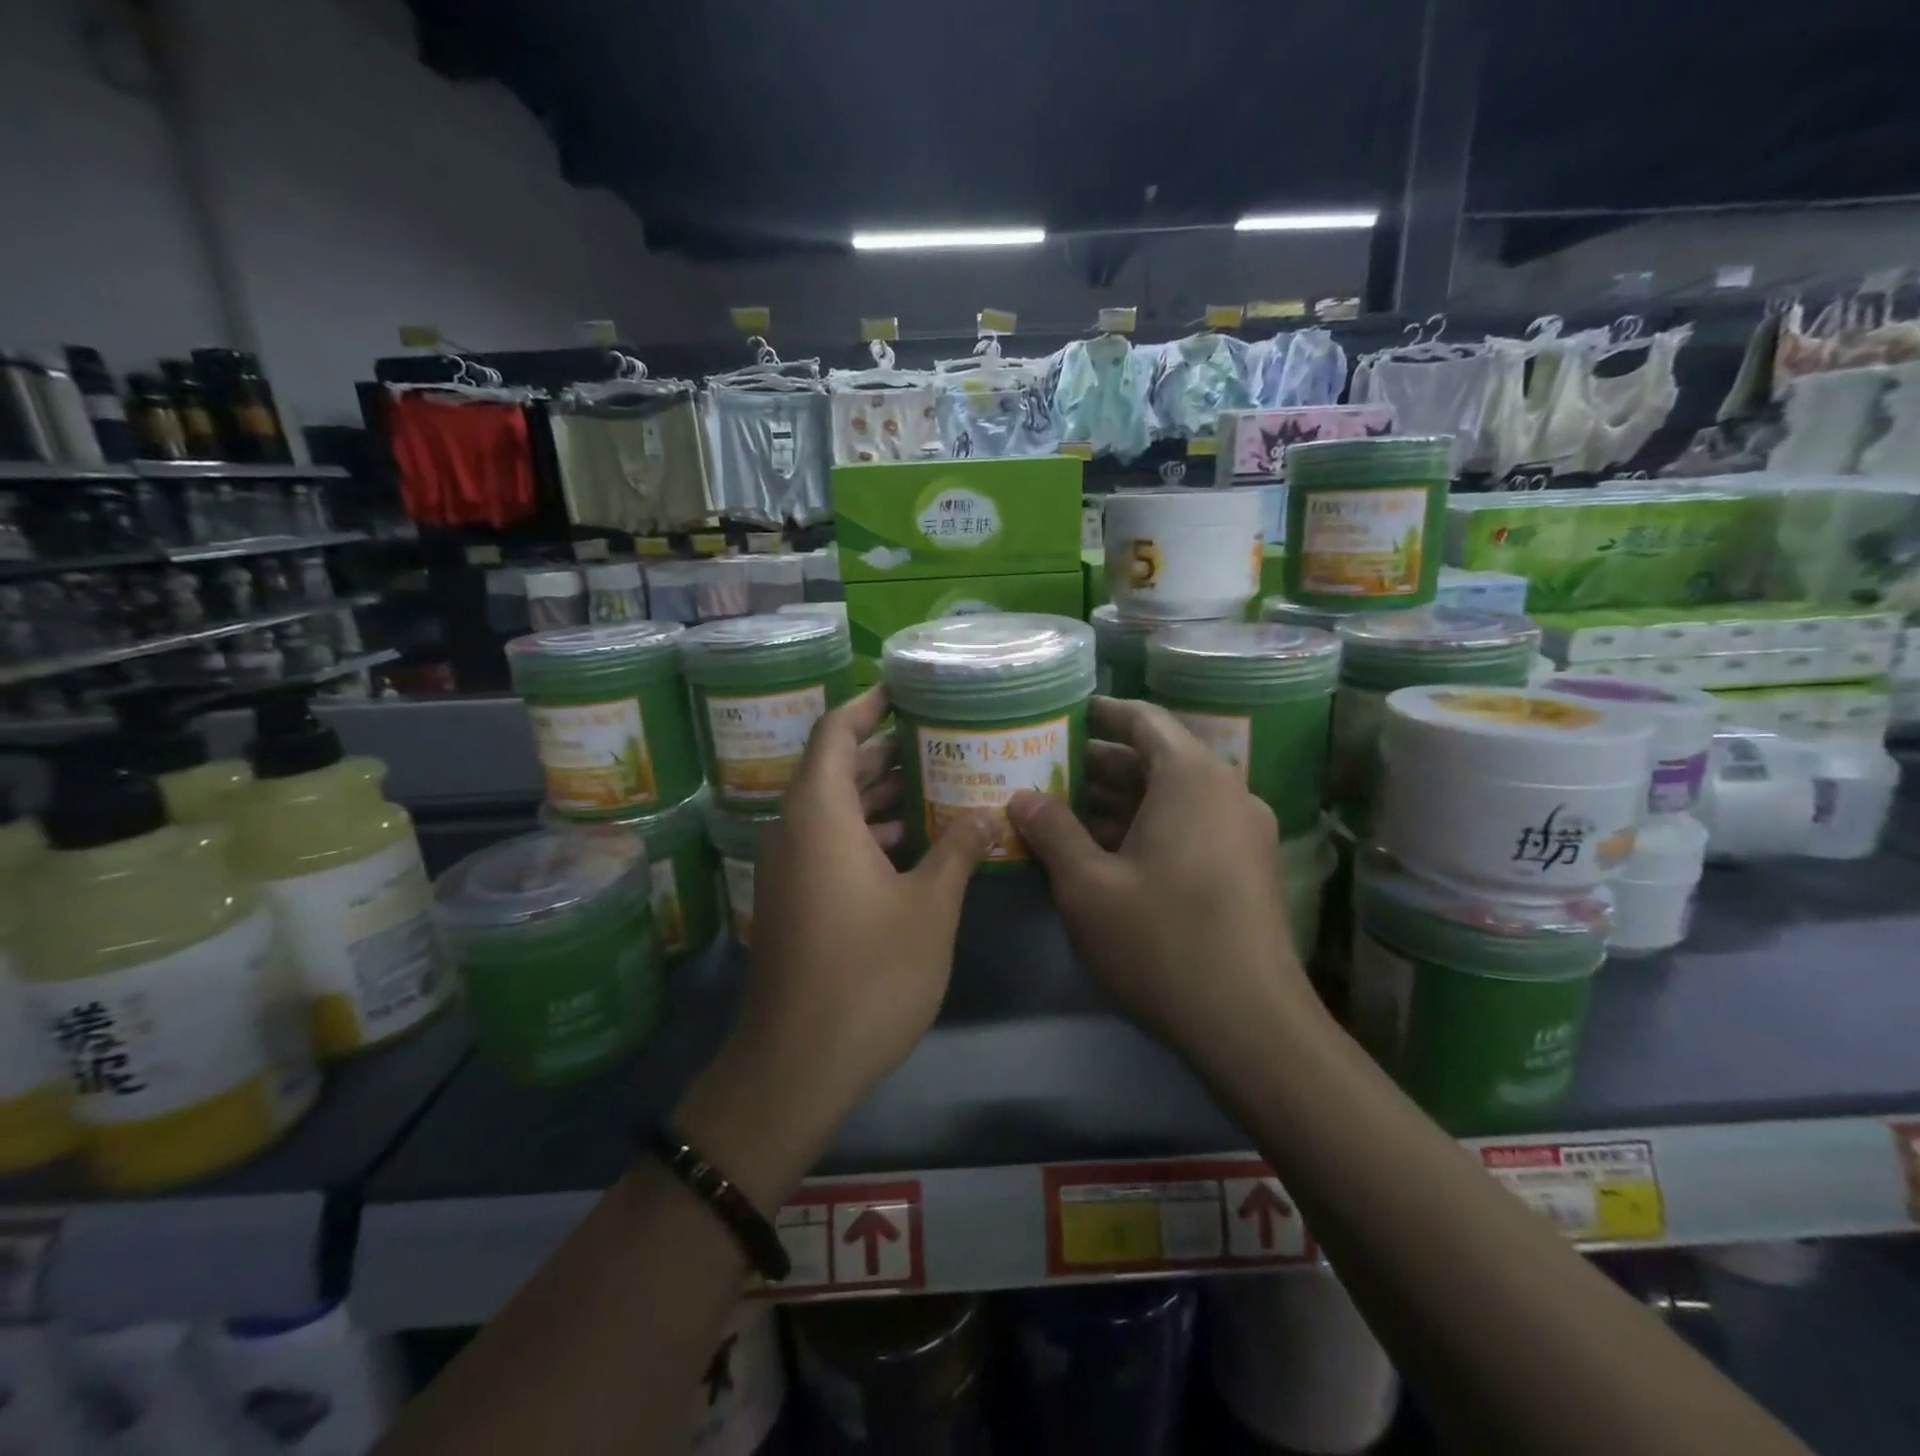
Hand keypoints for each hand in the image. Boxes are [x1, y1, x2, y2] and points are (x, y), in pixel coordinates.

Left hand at [730, 687, 991, 1120]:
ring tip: (935, 783)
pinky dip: (865, 832)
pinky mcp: (793, 900)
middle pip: (834, 768)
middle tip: (938, 737)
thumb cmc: (869, 973)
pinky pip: (827, 843)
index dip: (867, 705)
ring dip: (877, 794)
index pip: (834, 732)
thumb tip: (988, 814)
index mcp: (819, 814)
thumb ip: (958, 850)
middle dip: (883, 750)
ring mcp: (788, 868)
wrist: (797, 1062)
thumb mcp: (929, 906)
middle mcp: (794, 830)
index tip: (904, 689)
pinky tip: (912, 844)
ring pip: (832, 809)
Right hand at [1007, 696, 1319, 1060]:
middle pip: (1156, 759)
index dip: (1101, 713)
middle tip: (1046, 769)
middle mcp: (1226, 792)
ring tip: (1063, 810)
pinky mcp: (1245, 868)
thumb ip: (1052, 830)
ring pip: (1172, 797)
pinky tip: (1103, 852)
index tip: (1063, 715)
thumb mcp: (1088, 885)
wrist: (1251, 1025)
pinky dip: (1146, 827)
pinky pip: (1189, 826)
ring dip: (1120, 800)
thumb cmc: (1161, 940)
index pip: (1144, 720)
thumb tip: (1021, 796)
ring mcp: (1241, 832)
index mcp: (1192, 778)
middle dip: (1099, 764)